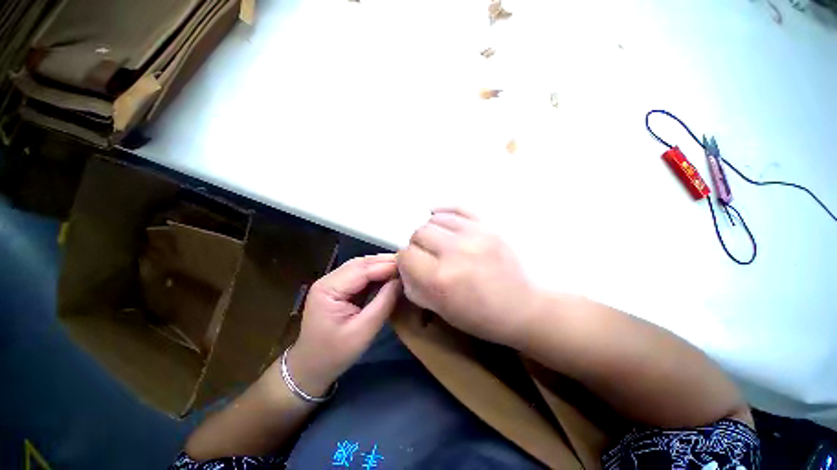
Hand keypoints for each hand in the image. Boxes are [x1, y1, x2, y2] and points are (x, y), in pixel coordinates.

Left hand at [286, 254, 401, 395]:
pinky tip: (389, 276)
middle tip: (407, 265)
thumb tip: (401, 281)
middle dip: (385, 262)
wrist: (311, 368)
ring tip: (401, 268)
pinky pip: (360, 275)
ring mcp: (333, 283)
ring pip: (361, 266)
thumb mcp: (363, 332)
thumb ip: (383, 303)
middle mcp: (328, 280)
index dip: (386, 266)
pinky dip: (376, 274)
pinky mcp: (339, 288)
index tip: (408, 266)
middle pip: (361, 263)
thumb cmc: (334, 354)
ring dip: (381, 266)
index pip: (362, 270)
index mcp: (328, 289)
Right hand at [397, 208, 541, 347]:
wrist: (522, 307)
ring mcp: (474, 235)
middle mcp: (455, 252)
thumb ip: (415, 287)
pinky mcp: (488, 226)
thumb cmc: (480, 316)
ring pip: (435, 219)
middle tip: (427, 255)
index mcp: (440, 279)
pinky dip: (444, 212)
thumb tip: (405, 267)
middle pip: (419, 233)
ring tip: (438, 242)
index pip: (406, 255)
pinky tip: (440, 218)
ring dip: (431, 231)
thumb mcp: (441, 311)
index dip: (406, 261)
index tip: (412, 265)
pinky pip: (457, 208)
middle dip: (417, 245)